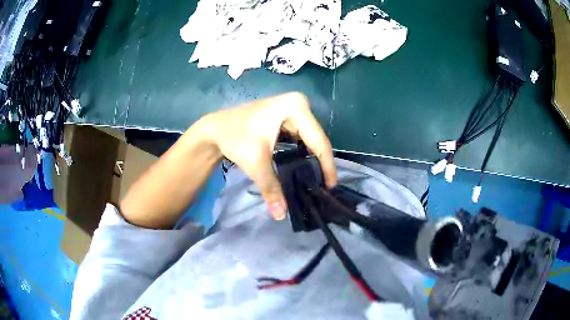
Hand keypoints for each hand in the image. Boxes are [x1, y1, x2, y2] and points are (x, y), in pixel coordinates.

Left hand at [201, 92, 336, 219]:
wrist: (215, 129)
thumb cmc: (234, 138)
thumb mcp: (255, 162)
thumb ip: (271, 188)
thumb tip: (281, 215)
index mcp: (295, 107)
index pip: (318, 141)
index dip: (326, 165)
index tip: (329, 187)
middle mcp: (298, 104)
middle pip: (316, 139)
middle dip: (320, 164)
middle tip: (322, 188)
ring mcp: (292, 109)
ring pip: (310, 140)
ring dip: (312, 160)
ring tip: (316, 182)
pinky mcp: (286, 117)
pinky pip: (301, 138)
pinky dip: (302, 154)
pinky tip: (304, 169)